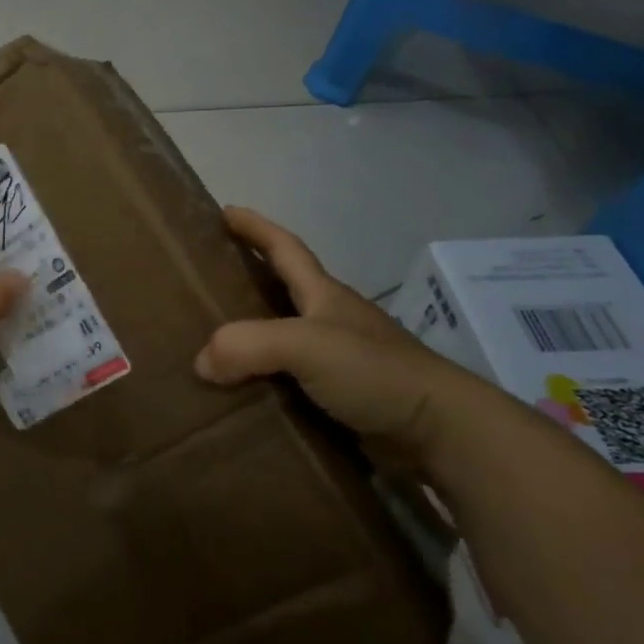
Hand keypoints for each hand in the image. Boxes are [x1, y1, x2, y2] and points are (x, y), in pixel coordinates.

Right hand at [194, 207, 488, 477]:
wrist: (440, 432)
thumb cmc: (375, 371)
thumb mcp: (308, 345)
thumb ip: (249, 345)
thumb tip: (202, 362)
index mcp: (324, 296)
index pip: (285, 249)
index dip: (256, 227)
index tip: (225, 211)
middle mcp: (330, 322)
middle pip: (281, 292)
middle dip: (247, 281)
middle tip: (204, 284)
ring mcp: (338, 362)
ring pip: (282, 341)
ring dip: (250, 340)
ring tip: (209, 346)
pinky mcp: (341, 400)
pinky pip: (289, 383)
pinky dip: (262, 383)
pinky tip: (239, 396)